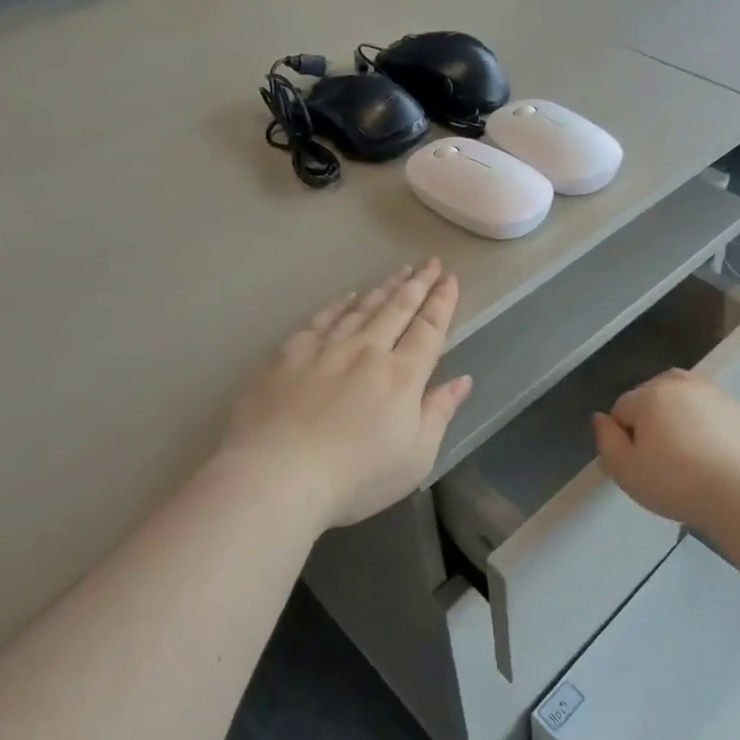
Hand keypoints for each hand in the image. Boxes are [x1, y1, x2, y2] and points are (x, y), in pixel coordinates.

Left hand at [219, 260, 472, 534]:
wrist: (277, 476)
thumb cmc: (356, 477)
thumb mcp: (416, 457)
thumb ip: (440, 413)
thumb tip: (463, 380)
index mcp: (402, 376)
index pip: (428, 329)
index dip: (441, 303)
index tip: (449, 280)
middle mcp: (367, 351)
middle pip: (397, 309)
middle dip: (417, 283)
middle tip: (430, 261)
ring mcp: (325, 349)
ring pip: (362, 308)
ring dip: (384, 288)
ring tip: (399, 271)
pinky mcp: (289, 354)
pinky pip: (321, 319)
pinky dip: (339, 305)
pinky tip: (348, 297)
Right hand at [592, 369, 739, 529]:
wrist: (739, 494)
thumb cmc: (674, 483)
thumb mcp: (625, 470)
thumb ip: (606, 440)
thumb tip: (600, 418)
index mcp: (650, 395)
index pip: (622, 409)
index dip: (623, 437)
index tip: (637, 464)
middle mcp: (680, 384)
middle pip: (651, 395)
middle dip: (649, 419)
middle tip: (659, 457)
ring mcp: (713, 393)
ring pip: (681, 396)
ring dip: (675, 414)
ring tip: (683, 449)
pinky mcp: (738, 408)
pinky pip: (708, 409)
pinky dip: (703, 422)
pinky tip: (709, 452)